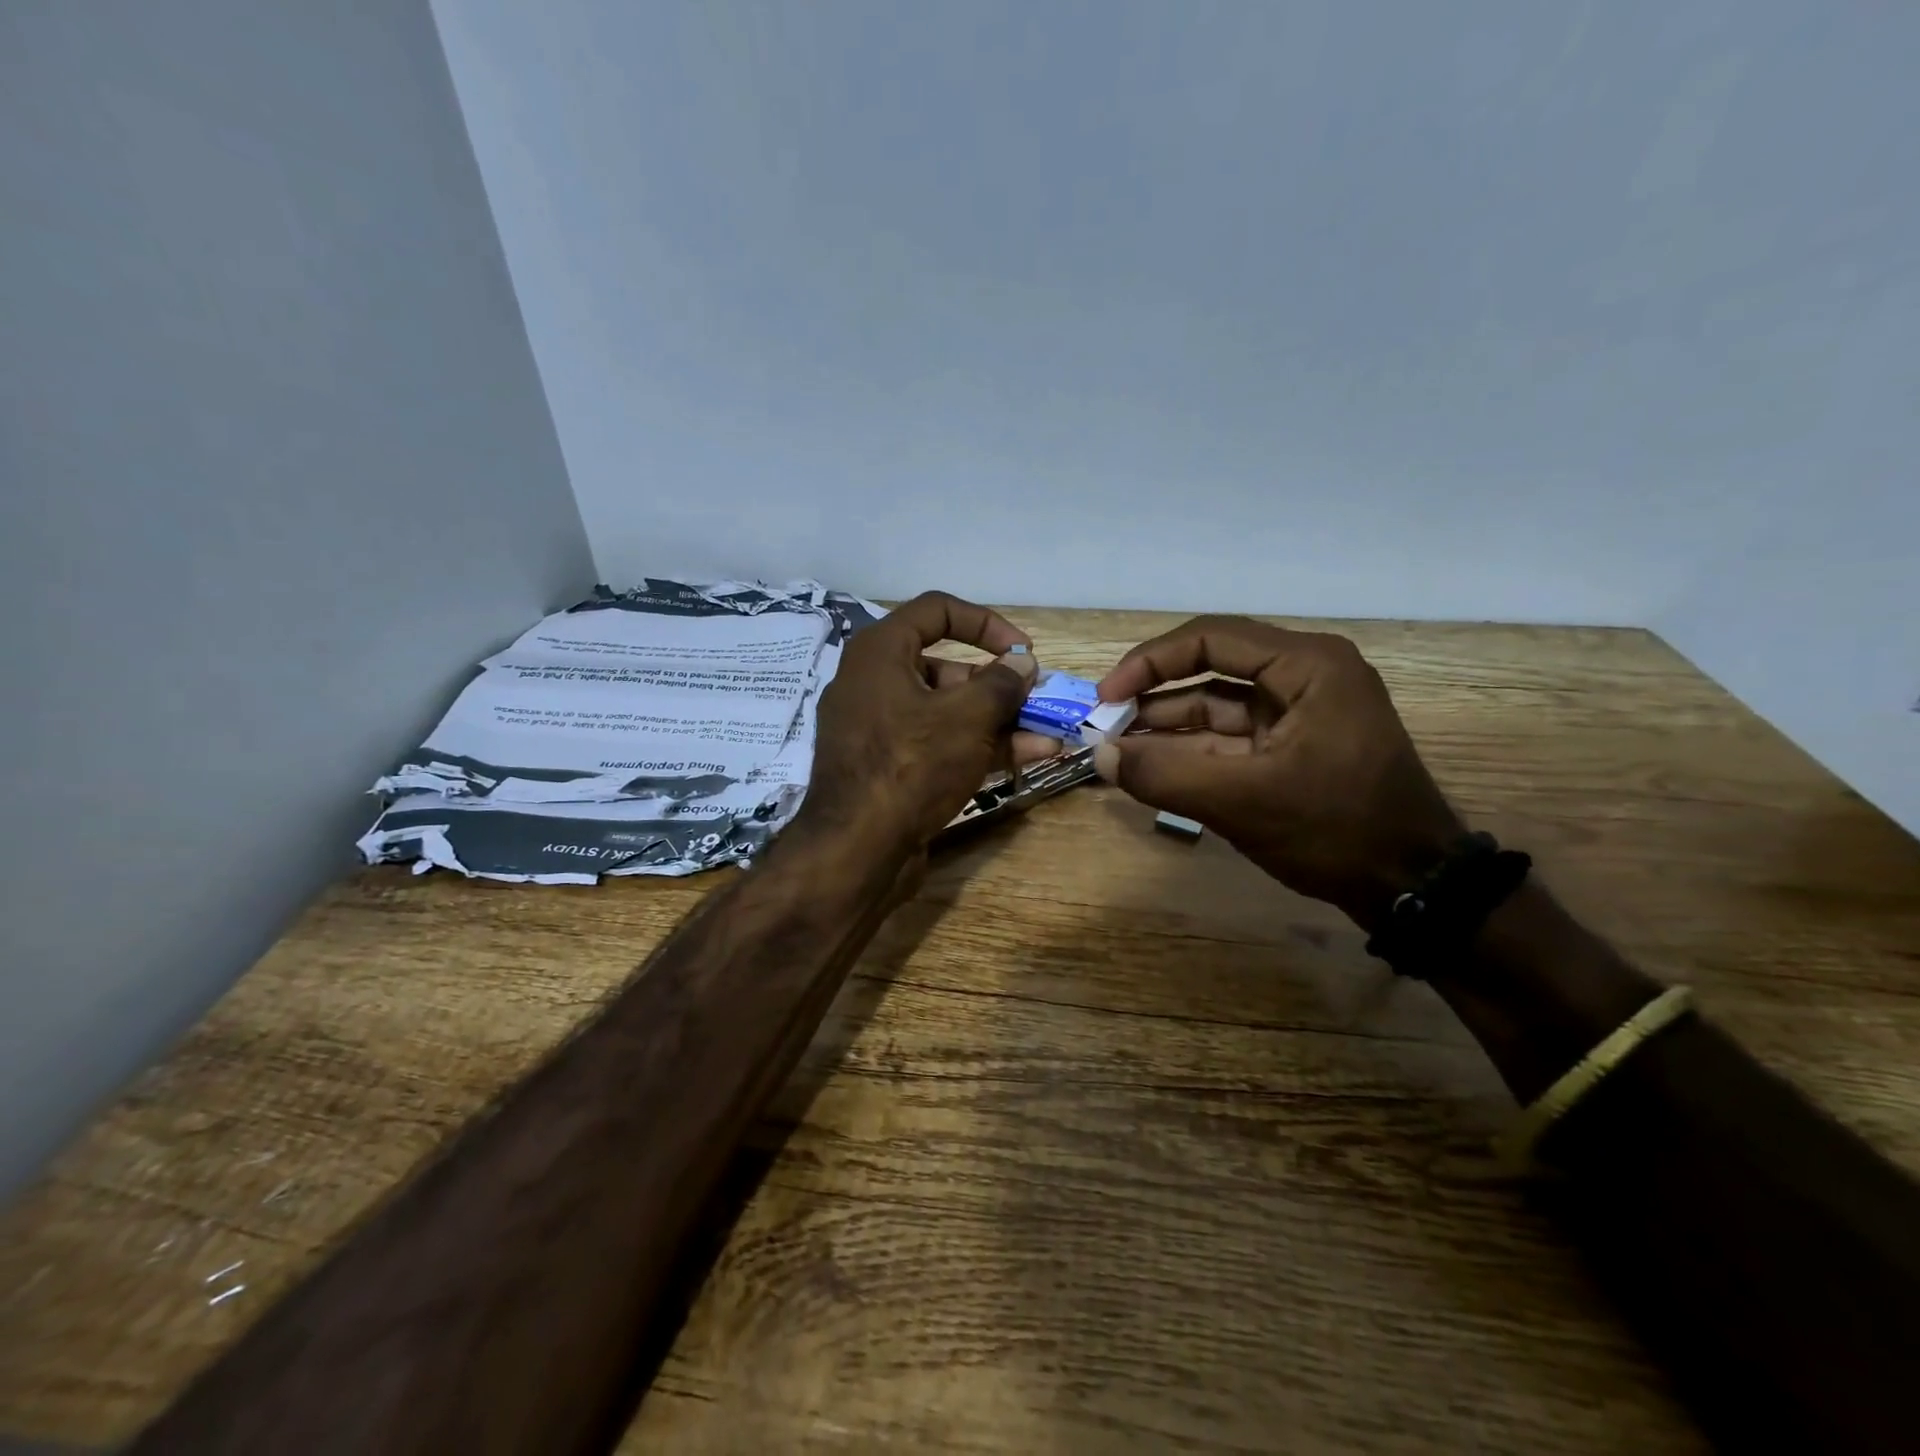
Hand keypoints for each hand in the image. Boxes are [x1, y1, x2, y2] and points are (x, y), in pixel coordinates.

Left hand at [798, 591, 1055, 861]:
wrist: (857, 849)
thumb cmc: (911, 764)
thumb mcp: (966, 717)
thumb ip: (1001, 684)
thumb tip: (1022, 663)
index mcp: (880, 652)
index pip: (937, 611)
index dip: (986, 623)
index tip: (1023, 650)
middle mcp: (875, 683)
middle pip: (946, 668)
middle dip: (999, 684)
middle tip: (1037, 699)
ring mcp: (881, 729)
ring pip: (948, 711)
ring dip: (999, 720)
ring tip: (1048, 731)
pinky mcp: (890, 767)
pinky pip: (939, 743)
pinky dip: (979, 746)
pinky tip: (1030, 754)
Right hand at [1094, 616, 1463, 929]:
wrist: (1414, 889)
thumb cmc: (1336, 830)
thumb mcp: (1243, 801)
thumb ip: (1165, 775)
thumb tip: (1099, 756)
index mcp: (1307, 665)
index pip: (1210, 639)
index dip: (1149, 663)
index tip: (1106, 697)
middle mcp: (1303, 676)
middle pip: (1210, 669)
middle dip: (1153, 697)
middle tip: (1104, 726)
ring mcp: (1299, 713)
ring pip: (1215, 706)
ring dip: (1166, 727)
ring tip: (1116, 749)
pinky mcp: (1292, 747)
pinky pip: (1228, 738)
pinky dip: (1189, 751)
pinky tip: (1150, 766)